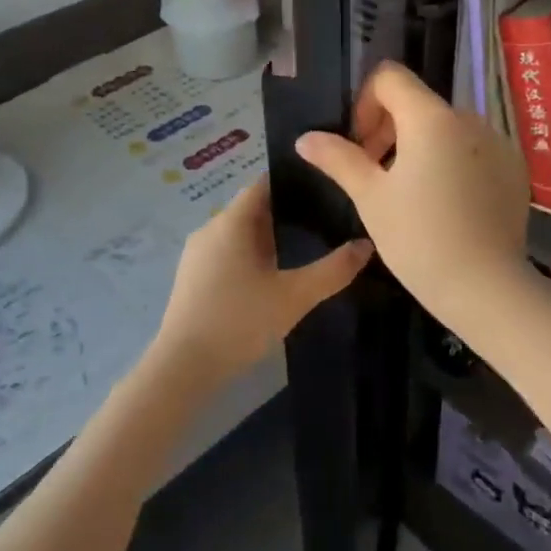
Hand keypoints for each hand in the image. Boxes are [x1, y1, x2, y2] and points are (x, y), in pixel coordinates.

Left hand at [151, 176, 372, 387]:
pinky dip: (251, 255)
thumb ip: (333, 270)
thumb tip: (366, 245)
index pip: (264, 184)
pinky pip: (227, 252)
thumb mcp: (294, 297)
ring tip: (306, 247)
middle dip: (287, 212)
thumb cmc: (239, 321)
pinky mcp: (192, 278)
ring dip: (269, 237)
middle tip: (325, 221)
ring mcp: (197, 254)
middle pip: (253, 208)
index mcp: (232, 221)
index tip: (325, 187)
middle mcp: (210, 228)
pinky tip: (272, 276)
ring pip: (239, 233)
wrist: (183, 367)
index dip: (294, 182)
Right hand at [295, 62, 532, 330]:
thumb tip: (305, 138)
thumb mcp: (370, 197)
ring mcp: (498, 142)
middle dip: (389, 129)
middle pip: (418, 103)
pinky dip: (452, 162)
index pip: (390, 77)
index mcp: (431, 118)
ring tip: (410, 194)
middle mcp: (469, 118)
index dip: (365, 103)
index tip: (360, 144)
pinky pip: (473, 149)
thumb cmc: (419, 239)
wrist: (487, 288)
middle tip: (376, 174)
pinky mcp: (514, 168)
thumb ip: (338, 158)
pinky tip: (446, 205)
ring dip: (420, 147)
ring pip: (446, 128)